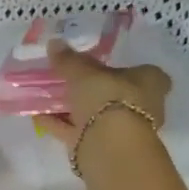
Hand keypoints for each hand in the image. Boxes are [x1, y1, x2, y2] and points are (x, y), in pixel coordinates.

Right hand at [35, 38, 171, 146]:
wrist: (109, 146)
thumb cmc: (108, 98)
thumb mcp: (83, 72)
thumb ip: (69, 60)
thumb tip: (54, 43)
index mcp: (150, 83)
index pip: (145, 73)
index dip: (126, 69)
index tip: (104, 66)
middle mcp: (142, 106)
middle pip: (116, 94)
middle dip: (94, 90)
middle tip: (69, 80)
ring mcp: (121, 129)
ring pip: (95, 114)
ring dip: (73, 108)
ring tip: (47, 96)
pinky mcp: (101, 146)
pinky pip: (77, 131)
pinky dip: (59, 123)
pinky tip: (38, 115)